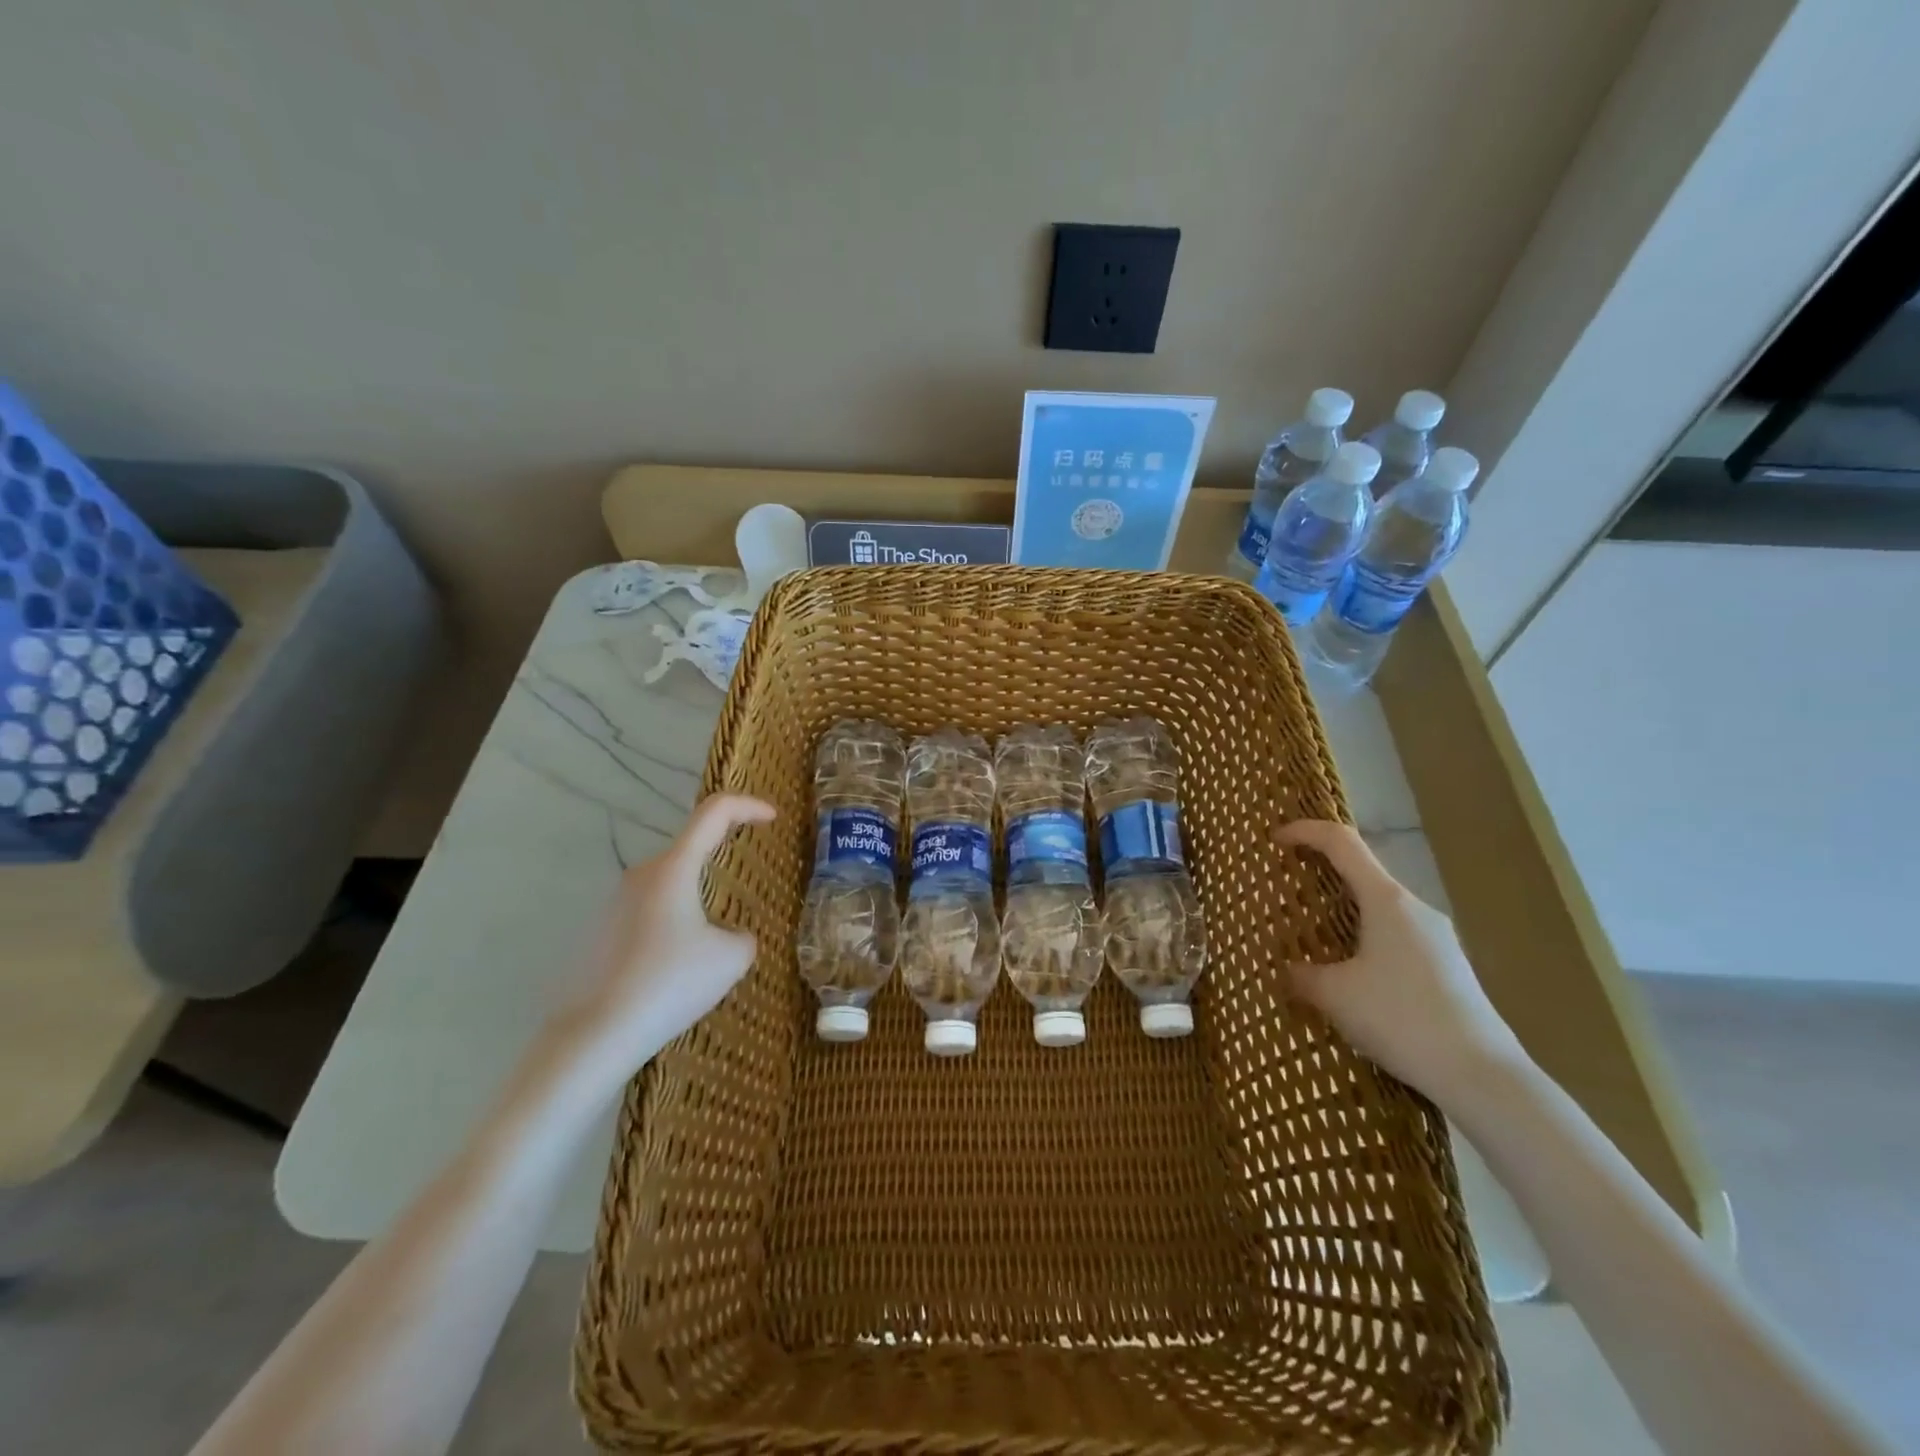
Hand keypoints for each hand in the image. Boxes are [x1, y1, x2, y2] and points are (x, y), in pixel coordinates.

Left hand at [547, 793, 776, 1093]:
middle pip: (691, 850)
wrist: (596, 1034)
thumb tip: (732, 937)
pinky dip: (674, 926)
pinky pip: (651, 913)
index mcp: (674, 868)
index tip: (773, 818)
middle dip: (723, 861)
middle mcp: (642, 875)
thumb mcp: (731, 959)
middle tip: (748, 888)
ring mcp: (616, 903)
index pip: (715, 812)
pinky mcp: (602, 931)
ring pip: (671, 885)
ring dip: (698, 901)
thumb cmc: (670, 984)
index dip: (748, 807)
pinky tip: (679, 970)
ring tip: (713, 947)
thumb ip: (743, 936)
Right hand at [1277, 820, 1525, 1100]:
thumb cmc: (1401, 1018)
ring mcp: (1436, 938)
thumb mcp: (1334, 995)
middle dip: (1322, 872)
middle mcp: (1414, 909)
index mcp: (1386, 900)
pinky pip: (1395, 937)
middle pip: (1362, 872)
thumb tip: (1287, 971)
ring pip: (1379, 908)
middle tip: (1288, 889)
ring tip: (1313, 936)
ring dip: (1343, 911)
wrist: (1482, 1076)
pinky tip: (1351, 976)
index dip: (1305, 831)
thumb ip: (1302, 975)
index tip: (1275, 840)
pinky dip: (1364, 939)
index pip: (1342, 842)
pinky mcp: (1447, 968)